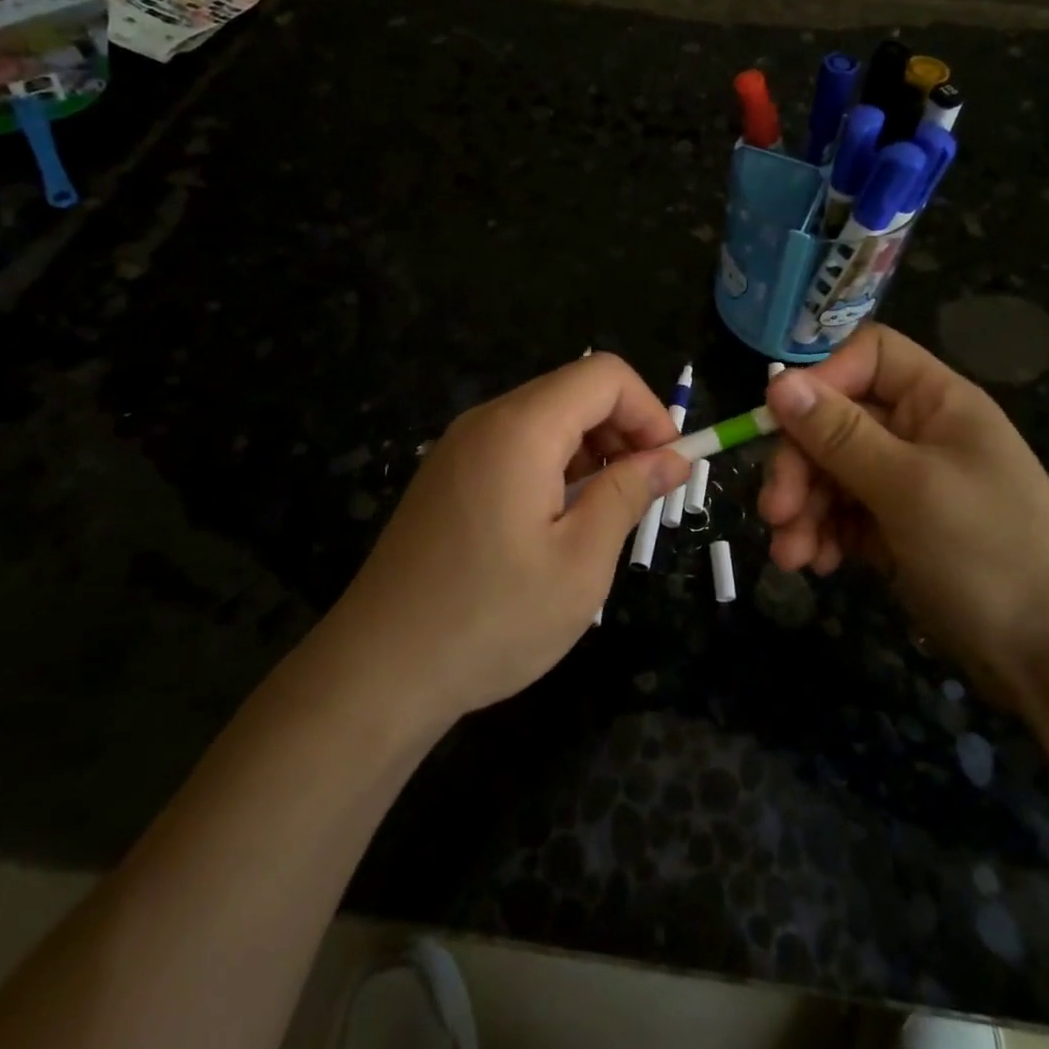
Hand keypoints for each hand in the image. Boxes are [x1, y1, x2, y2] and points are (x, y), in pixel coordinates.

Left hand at [328, 354, 689, 724]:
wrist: (377, 672)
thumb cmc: (491, 619)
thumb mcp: (581, 562)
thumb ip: (629, 494)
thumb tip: (671, 458)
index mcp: (521, 429)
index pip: (604, 376)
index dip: (650, 411)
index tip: (668, 467)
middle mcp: (486, 421)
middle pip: (574, 392)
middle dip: (623, 432)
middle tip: (642, 497)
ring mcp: (459, 448)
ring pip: (546, 419)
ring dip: (590, 453)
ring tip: (602, 518)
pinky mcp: (447, 477)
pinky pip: (515, 447)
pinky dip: (553, 467)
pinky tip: (556, 526)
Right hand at [758, 324, 1048, 697]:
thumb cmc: (989, 552)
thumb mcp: (909, 488)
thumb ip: (840, 435)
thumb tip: (777, 382)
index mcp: (936, 402)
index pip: (865, 358)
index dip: (820, 381)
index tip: (782, 425)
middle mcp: (917, 433)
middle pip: (834, 421)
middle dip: (799, 467)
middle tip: (775, 512)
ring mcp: (904, 482)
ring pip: (829, 472)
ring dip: (803, 510)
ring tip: (790, 556)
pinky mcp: (893, 528)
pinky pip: (841, 514)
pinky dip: (822, 535)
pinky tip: (815, 565)